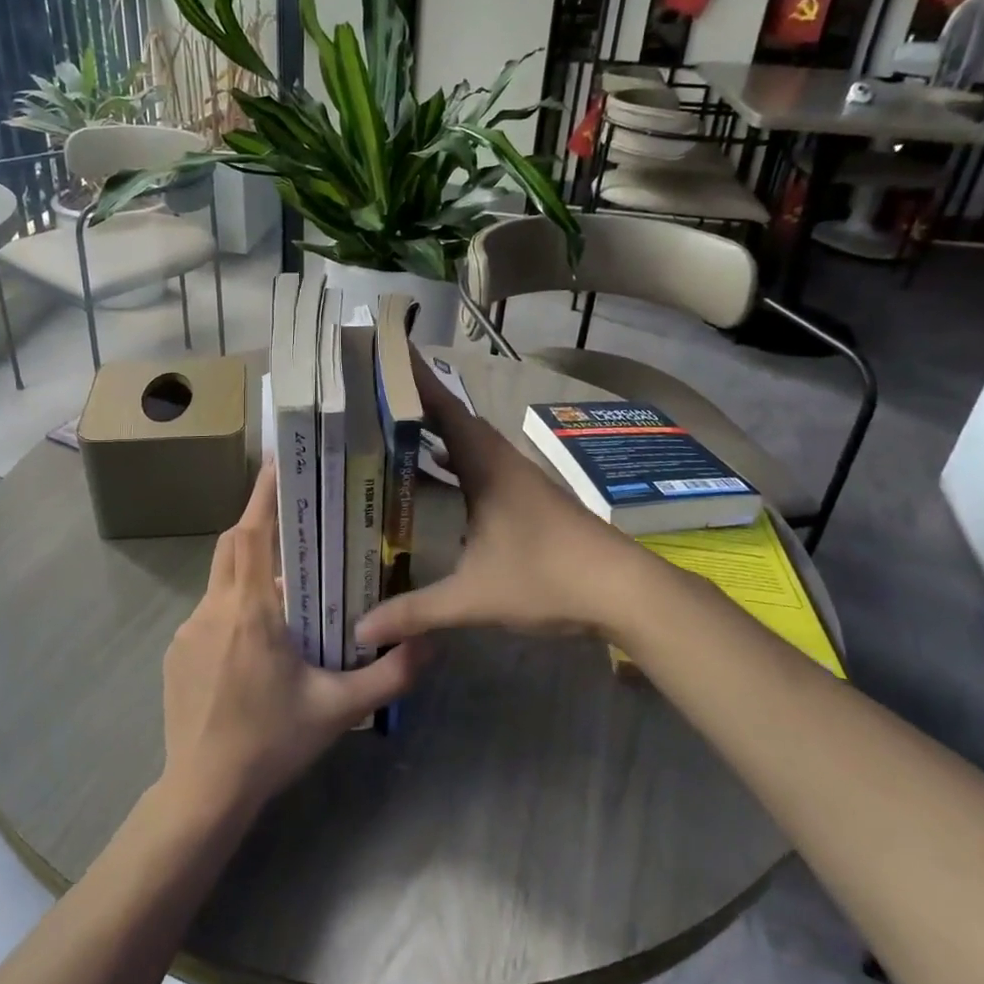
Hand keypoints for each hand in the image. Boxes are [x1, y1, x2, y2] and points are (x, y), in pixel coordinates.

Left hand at [162, 463, 422, 817]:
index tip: (278, 461)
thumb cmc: (271, 743)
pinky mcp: (177, 652)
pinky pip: (209, 611)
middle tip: (294, 520)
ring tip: (285, 589)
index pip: (253, 533)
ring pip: (220, 578)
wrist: (203, 793)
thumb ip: (390, 675)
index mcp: (251, 611)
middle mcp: (214, 609)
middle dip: (259, 523)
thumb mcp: (338, 710)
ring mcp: (188, 630)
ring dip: (249, 570)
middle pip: (232, 545)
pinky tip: (255, 642)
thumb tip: (432, 642)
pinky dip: (233, 605)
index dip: (263, 494)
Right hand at [356, 349, 659, 648]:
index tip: (387, 352)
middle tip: (377, 394)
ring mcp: (522, 479)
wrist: (623, 589)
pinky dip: (459, 458)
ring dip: (441, 431)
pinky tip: (445, 477)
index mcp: (487, 468)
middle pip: (456, 420)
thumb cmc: (546, 578)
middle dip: (419, 403)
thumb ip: (416, 611)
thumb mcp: (473, 597)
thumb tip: (361, 631)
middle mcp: (503, 463)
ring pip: (473, 442)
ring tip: (400, 428)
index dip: (415, 380)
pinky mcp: (532, 498)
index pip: (444, 410)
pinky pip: (485, 463)